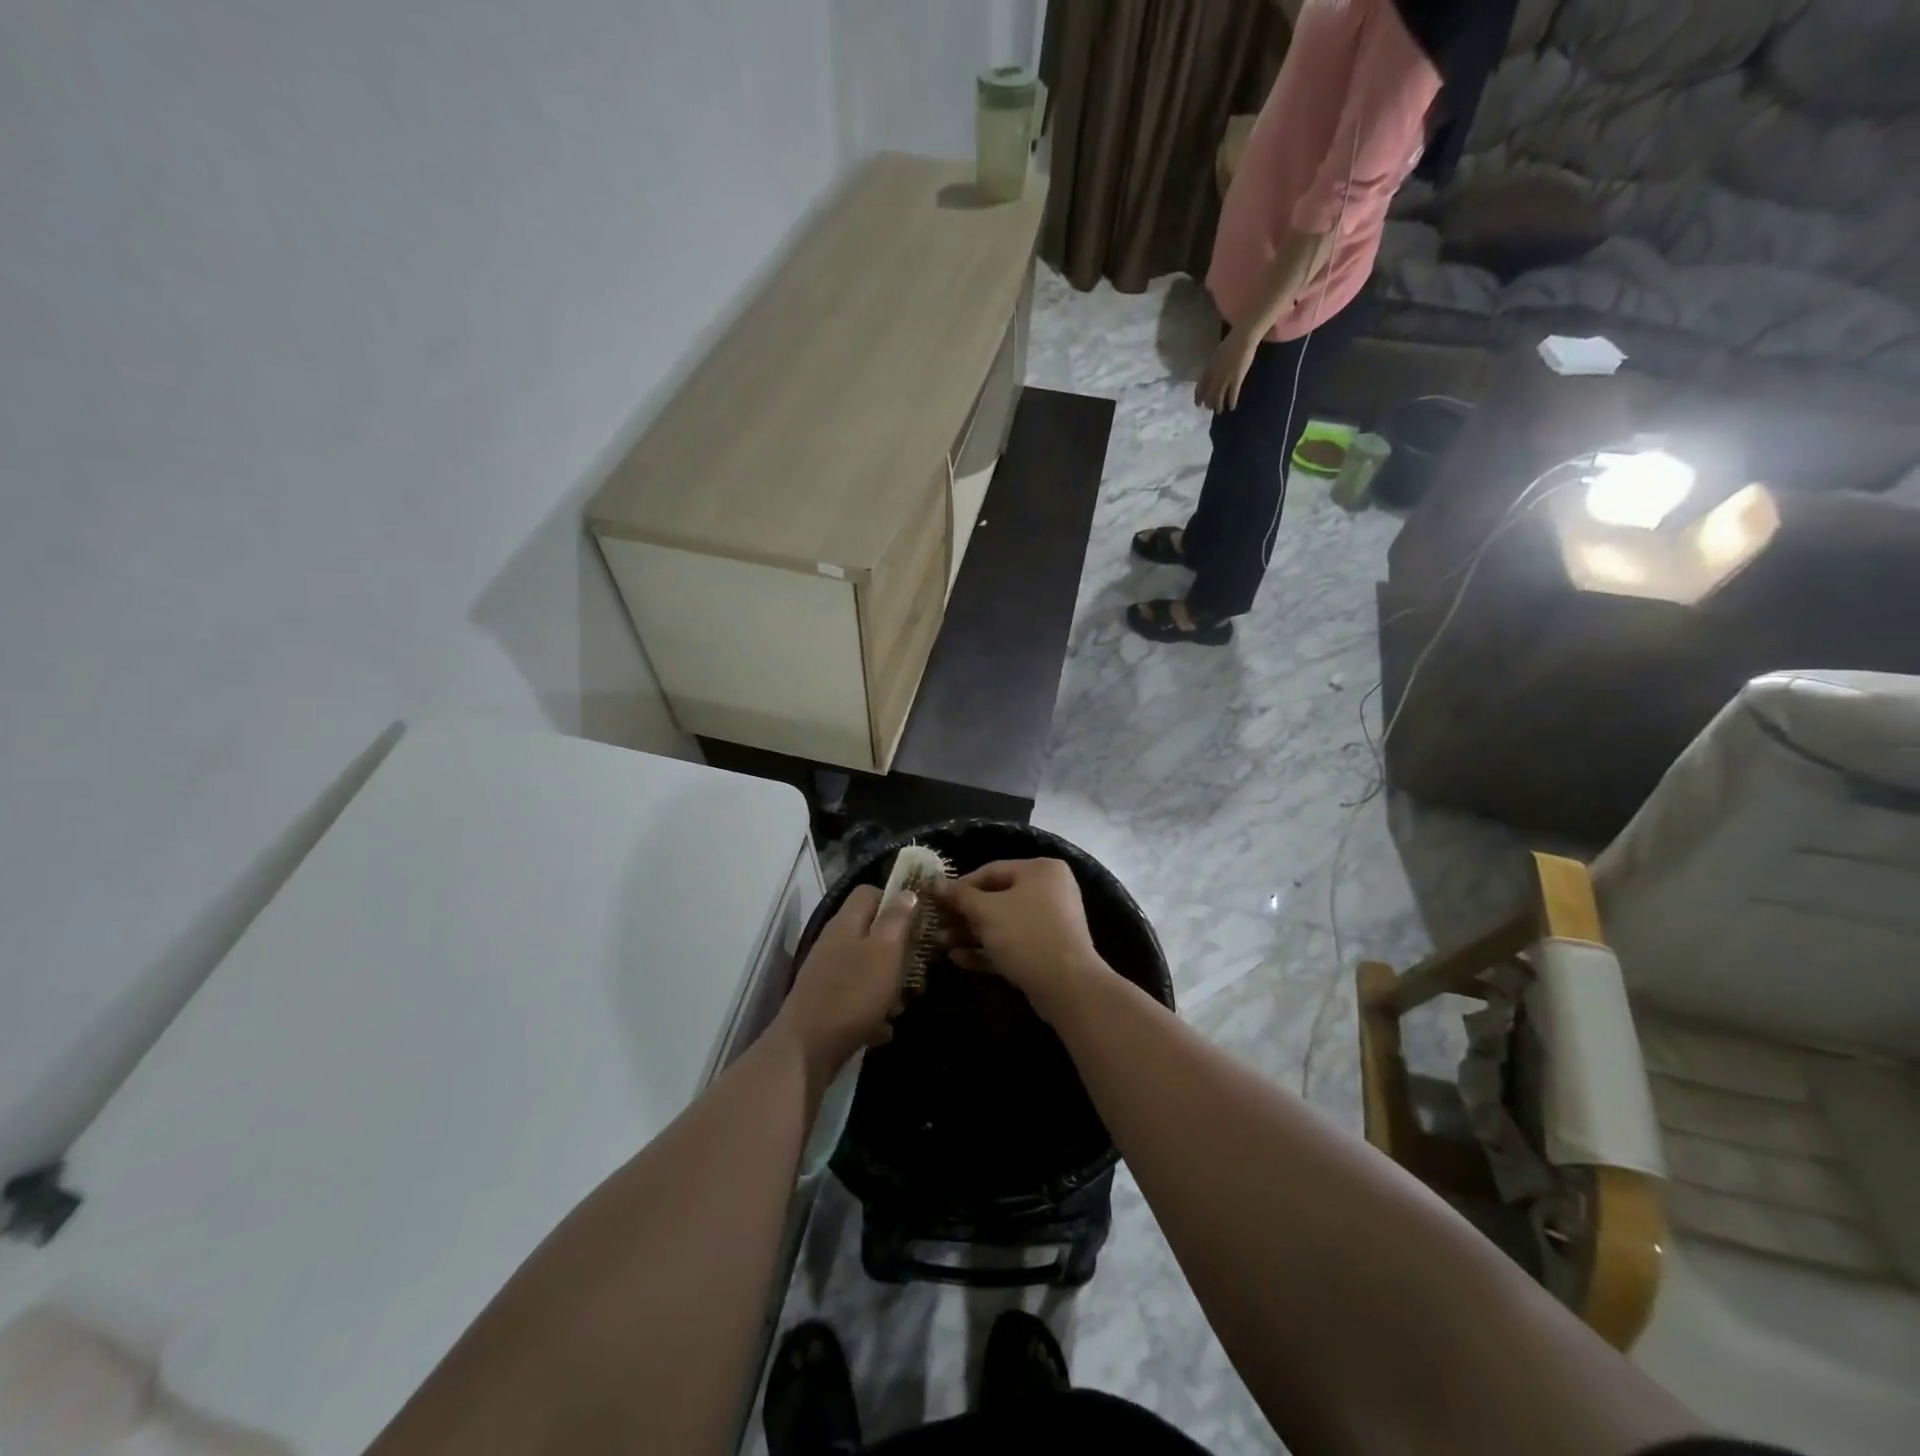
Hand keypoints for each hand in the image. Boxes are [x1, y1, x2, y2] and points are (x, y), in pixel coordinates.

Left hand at [775, 885, 913, 1076]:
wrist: (807, 1050)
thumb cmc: (852, 994)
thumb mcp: (885, 951)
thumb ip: (897, 920)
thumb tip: (907, 893)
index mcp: (847, 922)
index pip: (870, 892)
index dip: (896, 901)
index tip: (918, 922)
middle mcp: (835, 942)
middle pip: (872, 931)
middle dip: (899, 949)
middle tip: (918, 968)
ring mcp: (828, 973)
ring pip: (869, 966)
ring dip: (889, 983)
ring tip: (902, 1003)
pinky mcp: (827, 1002)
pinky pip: (858, 997)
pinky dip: (874, 1009)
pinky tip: (884, 1027)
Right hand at [932, 859, 1108, 1022]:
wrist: (1067, 986)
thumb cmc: (1025, 935)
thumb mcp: (986, 912)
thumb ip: (959, 896)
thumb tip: (934, 882)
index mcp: (1041, 870)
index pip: (991, 871)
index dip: (959, 886)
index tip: (935, 900)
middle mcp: (1050, 890)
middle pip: (997, 898)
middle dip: (964, 915)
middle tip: (936, 926)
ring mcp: (1051, 922)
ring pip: (1003, 923)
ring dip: (971, 933)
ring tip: (941, 945)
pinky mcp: (1047, 950)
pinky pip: (1013, 943)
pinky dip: (988, 949)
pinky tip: (959, 959)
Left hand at [1195, 325, 1261, 412]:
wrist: (1243, 338)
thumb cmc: (1231, 343)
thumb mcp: (1217, 355)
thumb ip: (1213, 366)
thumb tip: (1212, 373)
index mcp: (1209, 369)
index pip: (1200, 387)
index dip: (1198, 397)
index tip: (1198, 404)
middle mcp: (1215, 376)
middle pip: (1209, 394)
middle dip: (1208, 403)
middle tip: (1209, 409)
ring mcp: (1225, 378)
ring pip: (1218, 397)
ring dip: (1218, 406)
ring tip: (1219, 411)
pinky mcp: (1236, 379)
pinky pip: (1232, 394)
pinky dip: (1231, 402)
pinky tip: (1232, 407)